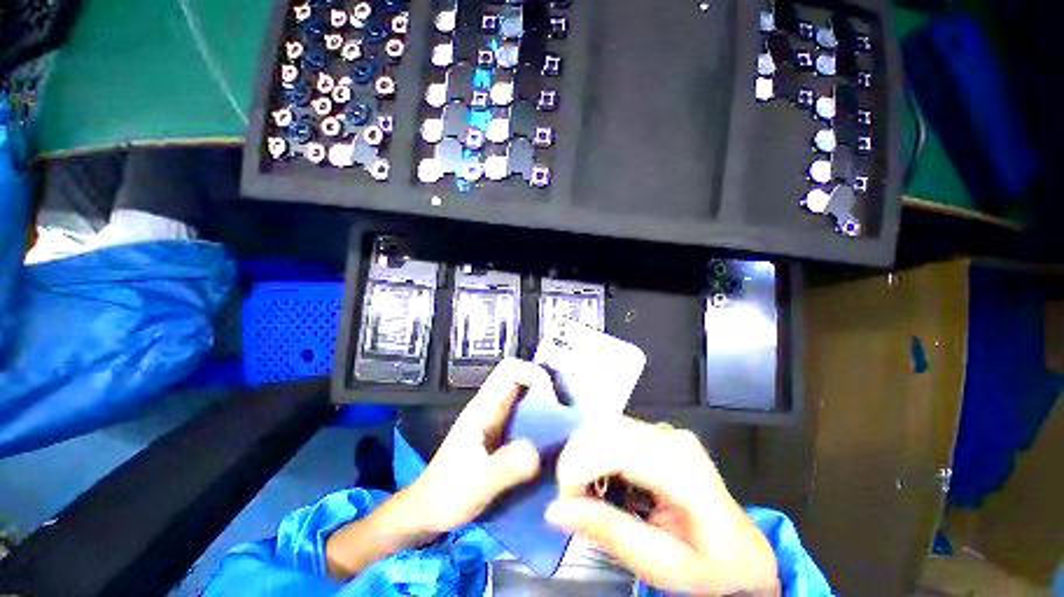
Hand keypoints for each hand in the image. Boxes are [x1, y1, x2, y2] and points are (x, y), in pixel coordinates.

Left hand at [403, 358, 548, 533]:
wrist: (427, 512)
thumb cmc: (446, 495)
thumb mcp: (477, 484)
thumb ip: (505, 468)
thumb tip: (537, 452)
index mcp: (484, 407)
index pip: (510, 369)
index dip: (533, 374)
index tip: (552, 399)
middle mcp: (492, 406)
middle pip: (522, 378)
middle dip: (545, 388)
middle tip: (564, 413)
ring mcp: (497, 420)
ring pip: (526, 397)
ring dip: (546, 405)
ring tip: (564, 427)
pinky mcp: (502, 434)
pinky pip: (526, 417)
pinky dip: (541, 422)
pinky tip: (552, 442)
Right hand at [545, 418, 779, 595]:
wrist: (743, 550)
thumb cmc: (711, 565)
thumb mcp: (662, 565)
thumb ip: (609, 532)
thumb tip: (556, 510)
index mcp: (680, 467)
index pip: (612, 448)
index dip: (578, 470)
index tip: (565, 505)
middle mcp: (669, 437)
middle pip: (603, 429)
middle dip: (576, 462)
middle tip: (573, 502)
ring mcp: (663, 430)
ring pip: (603, 425)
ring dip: (583, 456)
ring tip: (587, 493)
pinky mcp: (656, 432)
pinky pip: (612, 431)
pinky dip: (595, 452)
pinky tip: (603, 480)